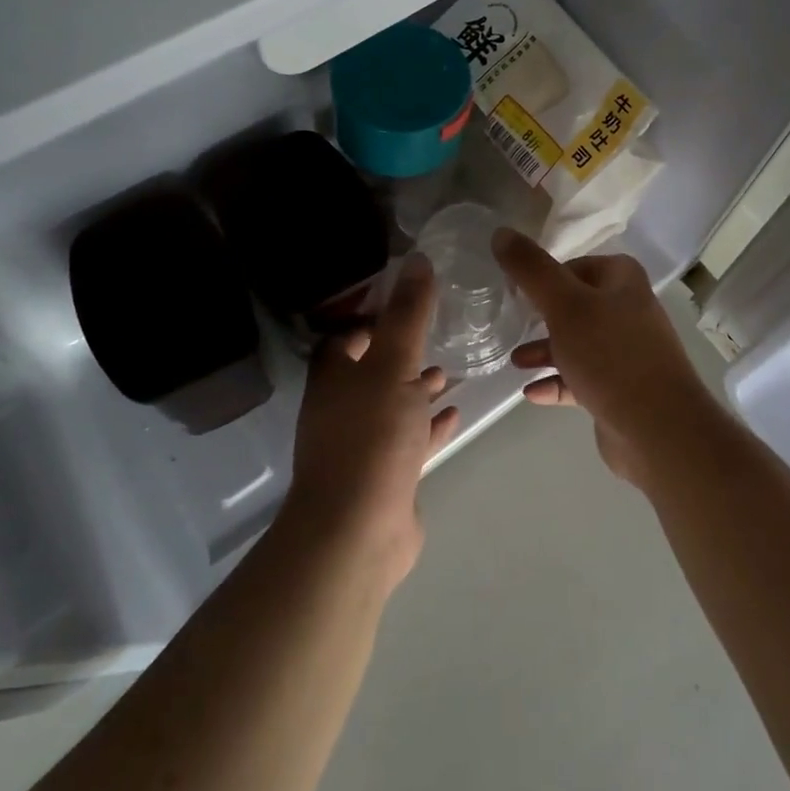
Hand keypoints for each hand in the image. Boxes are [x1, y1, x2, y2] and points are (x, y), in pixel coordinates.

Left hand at [284, 255, 460, 591]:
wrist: (357, 530)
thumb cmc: (371, 437)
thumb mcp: (393, 365)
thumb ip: (408, 316)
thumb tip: (417, 260)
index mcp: (334, 379)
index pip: (344, 338)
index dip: (369, 319)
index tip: (405, 303)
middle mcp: (342, 408)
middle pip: (370, 371)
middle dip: (400, 354)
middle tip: (434, 335)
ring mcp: (362, 445)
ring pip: (392, 406)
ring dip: (416, 390)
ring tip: (449, 372)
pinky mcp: (385, 476)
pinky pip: (410, 440)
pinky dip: (429, 425)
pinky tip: (455, 413)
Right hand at [492, 229, 716, 488]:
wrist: (658, 429)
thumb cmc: (610, 355)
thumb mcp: (564, 304)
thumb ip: (531, 269)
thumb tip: (501, 233)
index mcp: (623, 282)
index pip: (577, 265)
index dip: (546, 276)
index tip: (515, 290)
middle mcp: (629, 312)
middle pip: (576, 305)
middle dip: (542, 316)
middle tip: (511, 323)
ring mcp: (627, 354)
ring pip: (578, 344)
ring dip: (546, 351)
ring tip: (514, 362)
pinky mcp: (620, 390)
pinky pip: (581, 380)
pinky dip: (557, 382)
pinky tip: (530, 393)